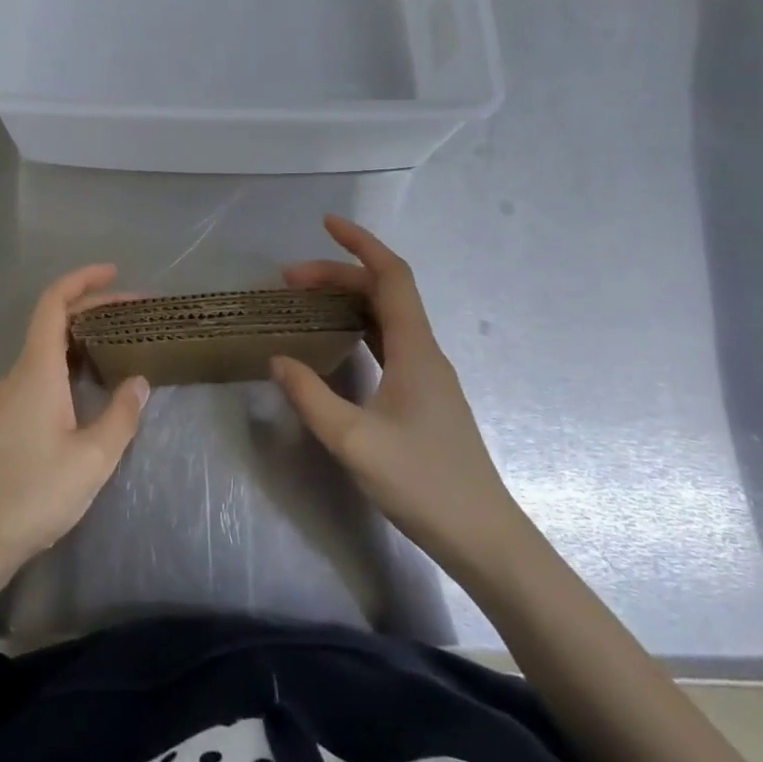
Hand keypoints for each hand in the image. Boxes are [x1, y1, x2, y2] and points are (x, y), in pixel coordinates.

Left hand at [0, 265, 149, 592]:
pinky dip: (67, 362)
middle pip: (52, 322)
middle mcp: (17, 375)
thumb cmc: (33, 495)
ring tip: (117, 344)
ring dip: (80, 337)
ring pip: (45, 349)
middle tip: (133, 313)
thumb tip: (139, 381)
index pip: (53, 304)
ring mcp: (6, 398)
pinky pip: (38, 373)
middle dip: (91, 308)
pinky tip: (86, 387)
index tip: (113, 272)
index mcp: (37, 371)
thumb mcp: (92, 460)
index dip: (81, 280)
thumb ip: (120, 416)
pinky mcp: (3, 420)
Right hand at [271, 215, 525, 570]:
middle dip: (338, 273)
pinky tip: (336, 341)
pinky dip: (358, 326)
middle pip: (383, 291)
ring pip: (386, 316)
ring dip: (348, 298)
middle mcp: (424, 351)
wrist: (484, 538)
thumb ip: (311, 397)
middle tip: (289, 279)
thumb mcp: (354, 441)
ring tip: (305, 301)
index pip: (390, 275)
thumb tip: (278, 359)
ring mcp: (427, 373)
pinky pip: (388, 341)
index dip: (360, 243)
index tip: (326, 223)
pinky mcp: (424, 395)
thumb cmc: (423, 484)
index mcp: (414, 349)